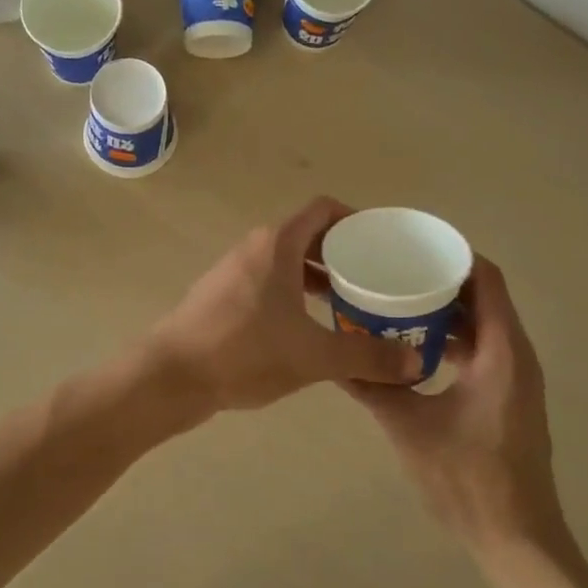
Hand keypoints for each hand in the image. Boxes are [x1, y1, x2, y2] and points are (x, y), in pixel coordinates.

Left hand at [150, 197, 421, 412]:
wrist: (171, 376)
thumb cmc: (244, 352)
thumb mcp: (314, 356)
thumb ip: (367, 357)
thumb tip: (416, 363)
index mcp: (277, 244)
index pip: (324, 210)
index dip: (356, 220)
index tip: (382, 243)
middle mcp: (254, 248)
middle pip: (307, 235)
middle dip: (342, 254)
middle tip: (374, 279)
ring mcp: (233, 271)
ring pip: (286, 261)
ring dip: (317, 276)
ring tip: (349, 304)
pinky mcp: (221, 296)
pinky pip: (268, 282)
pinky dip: (293, 293)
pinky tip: (308, 327)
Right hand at [341, 258, 564, 556]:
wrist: (515, 538)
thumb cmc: (467, 478)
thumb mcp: (409, 427)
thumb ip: (372, 387)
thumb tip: (331, 358)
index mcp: (502, 352)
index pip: (486, 280)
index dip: (453, 256)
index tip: (412, 246)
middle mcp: (516, 356)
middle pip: (484, 298)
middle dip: (442, 280)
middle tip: (395, 271)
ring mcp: (515, 379)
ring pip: (483, 326)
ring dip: (446, 311)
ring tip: (398, 302)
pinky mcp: (508, 398)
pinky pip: (482, 351)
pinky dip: (452, 340)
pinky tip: (413, 349)